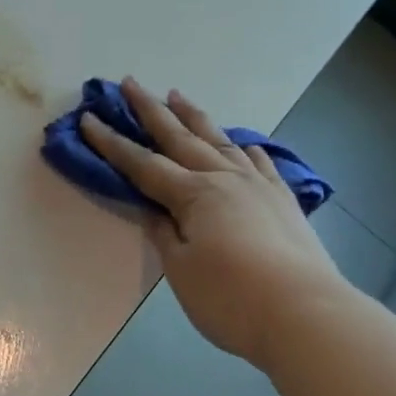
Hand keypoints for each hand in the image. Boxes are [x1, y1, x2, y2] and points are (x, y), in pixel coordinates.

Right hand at [81, 77, 348, 370]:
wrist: (306, 313)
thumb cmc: (232, 298)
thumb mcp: (182, 272)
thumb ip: (165, 235)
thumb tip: (152, 210)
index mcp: (193, 194)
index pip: (142, 164)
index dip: (112, 143)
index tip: (89, 119)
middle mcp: (223, 178)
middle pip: (179, 136)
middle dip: (150, 109)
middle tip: (130, 82)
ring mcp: (257, 184)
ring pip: (218, 139)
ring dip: (194, 116)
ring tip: (177, 95)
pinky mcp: (283, 198)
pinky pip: (259, 161)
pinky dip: (245, 148)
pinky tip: (242, 143)